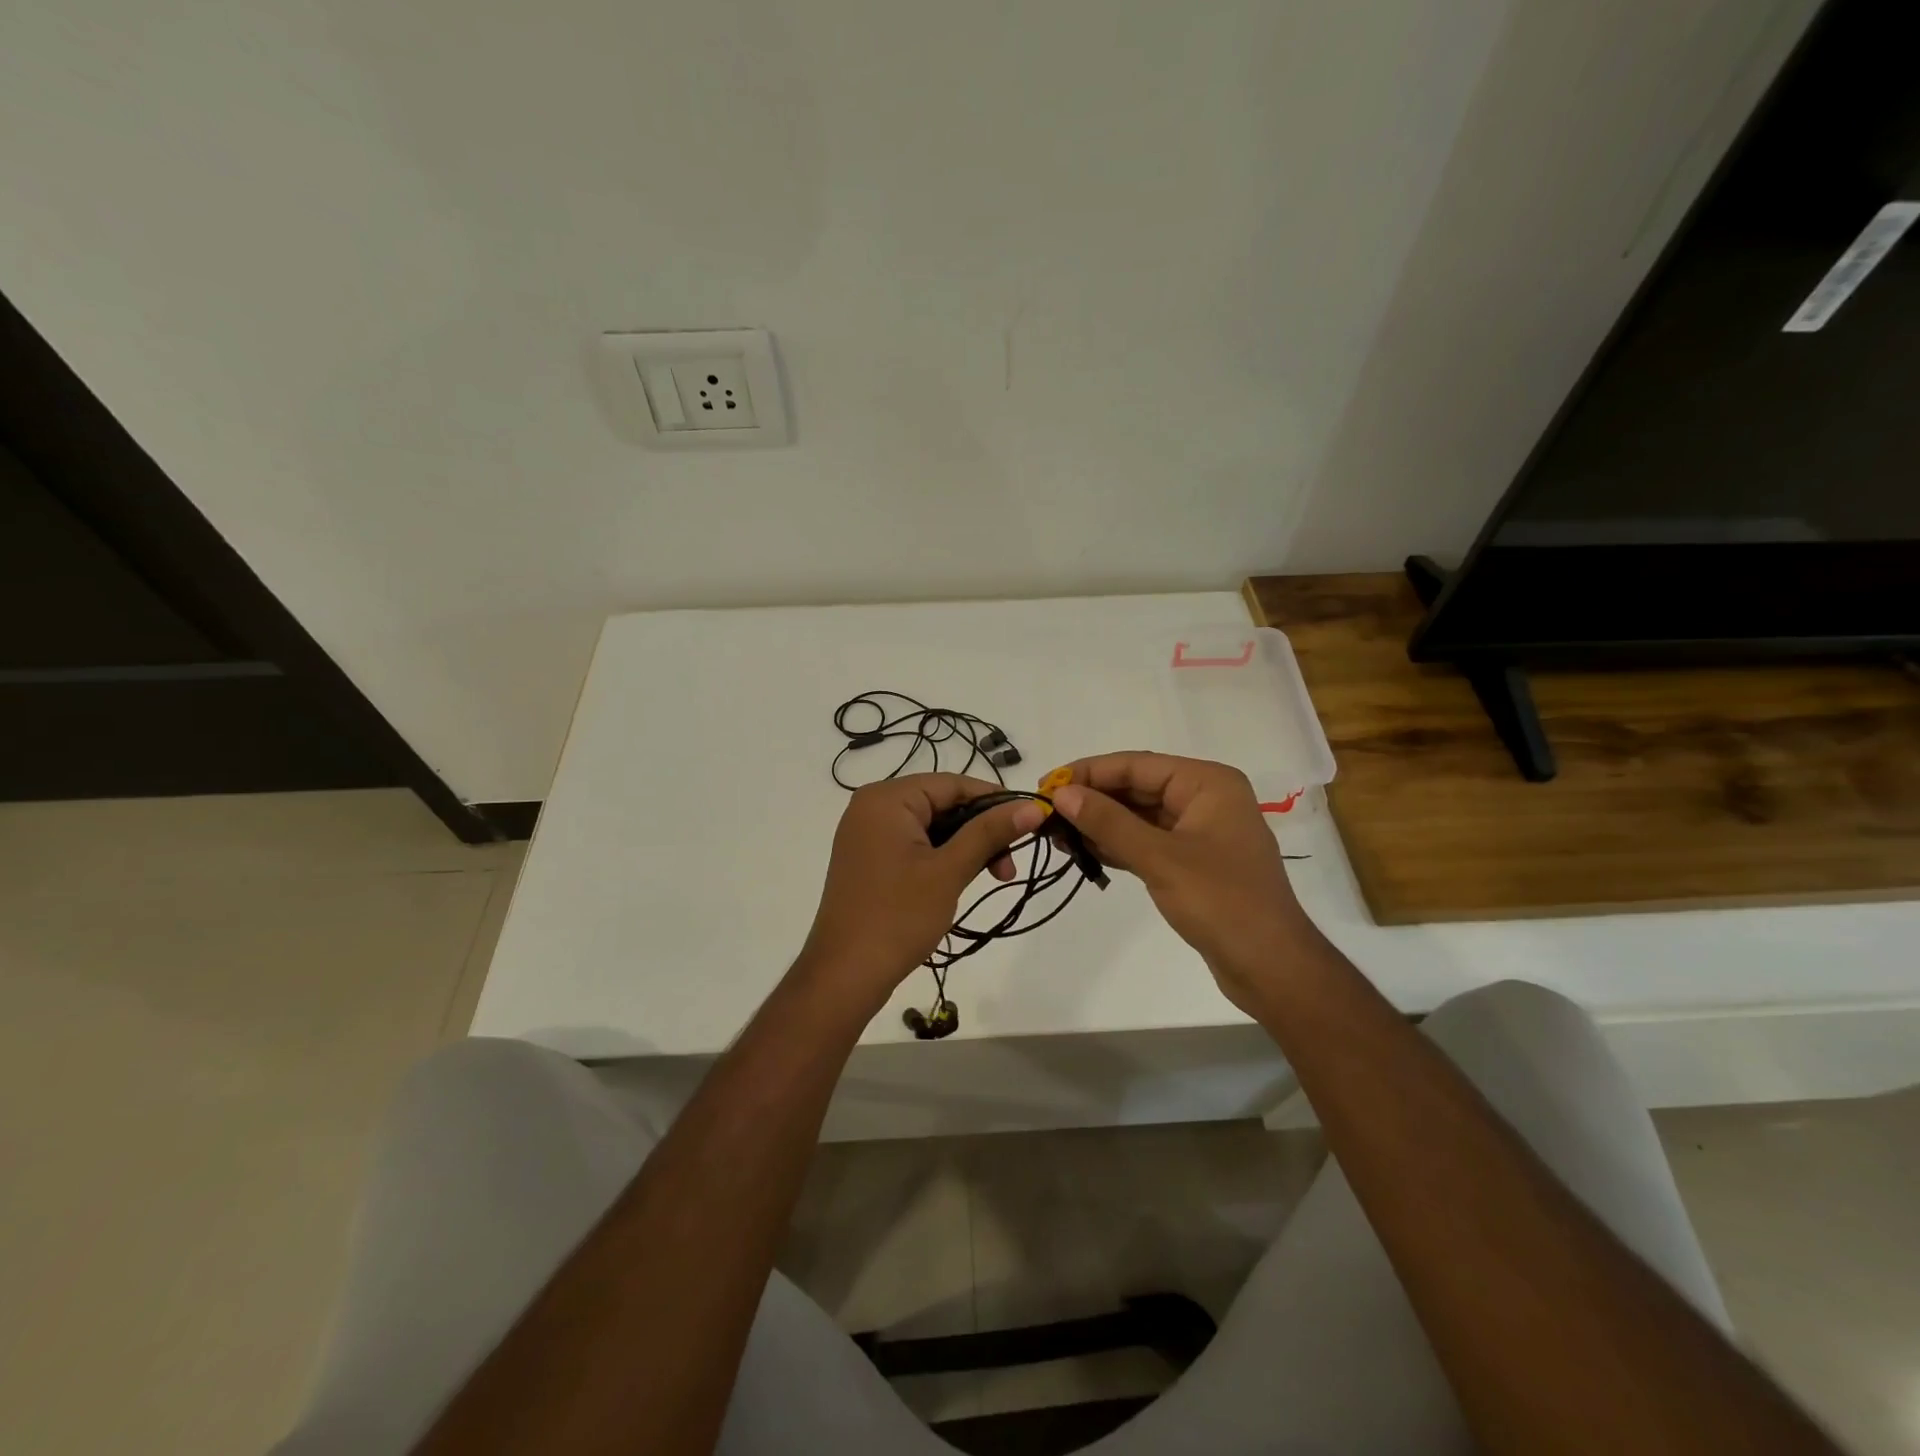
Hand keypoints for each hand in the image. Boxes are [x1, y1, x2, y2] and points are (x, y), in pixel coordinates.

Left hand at [799, 774, 1043, 1006]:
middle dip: (981, 830)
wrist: (845, 974)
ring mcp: (867, 833)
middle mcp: (872, 806)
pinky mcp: (869, 858)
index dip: (995, 800)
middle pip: (942, 803)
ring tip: (997, 877)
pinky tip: (965, 877)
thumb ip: (990, 833)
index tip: (1031, 821)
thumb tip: (1034, 806)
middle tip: (1011, 865)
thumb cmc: (899, 916)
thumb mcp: (950, 870)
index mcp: (887, 799)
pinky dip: (943, 857)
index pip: (952, 784)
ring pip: (932, 826)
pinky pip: (915, 844)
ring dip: (966, 847)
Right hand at [1049, 753, 1312, 1013]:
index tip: (1046, 786)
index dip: (1088, 773)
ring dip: (1101, 823)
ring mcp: (1200, 831)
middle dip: (1092, 799)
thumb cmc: (1221, 902)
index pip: (1136, 765)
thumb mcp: (1159, 858)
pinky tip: (1085, 852)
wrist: (1271, 967)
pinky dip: (1118, 844)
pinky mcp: (1193, 861)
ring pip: (1139, 816)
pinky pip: (1147, 841)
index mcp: (1207, 783)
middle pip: (1137, 787)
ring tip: (1058, 834)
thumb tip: (1063, 794)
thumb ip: (1109, 822)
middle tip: (1046, 814)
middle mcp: (1205, 798)